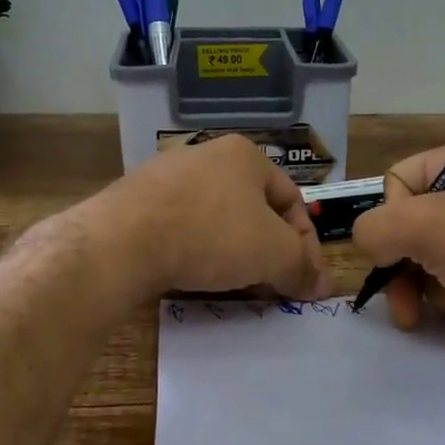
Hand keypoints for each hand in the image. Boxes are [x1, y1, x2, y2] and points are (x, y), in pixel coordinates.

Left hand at [93, 134, 331, 301]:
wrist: (121, 242)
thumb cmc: (210, 234)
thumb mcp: (272, 253)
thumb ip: (302, 268)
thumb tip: (323, 286)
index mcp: (245, 155)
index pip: (292, 200)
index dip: (306, 243)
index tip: (305, 281)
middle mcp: (206, 156)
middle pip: (254, 211)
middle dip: (268, 252)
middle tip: (273, 287)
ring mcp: (166, 178)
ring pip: (217, 222)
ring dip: (234, 256)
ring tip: (236, 289)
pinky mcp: (136, 204)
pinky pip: (182, 230)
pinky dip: (197, 254)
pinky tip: (196, 279)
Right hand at [350, 144, 444, 340]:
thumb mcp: (425, 228)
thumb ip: (374, 228)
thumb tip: (368, 243)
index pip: (396, 182)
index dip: (390, 222)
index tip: (397, 254)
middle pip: (416, 228)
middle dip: (411, 272)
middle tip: (408, 310)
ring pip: (440, 260)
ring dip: (442, 290)